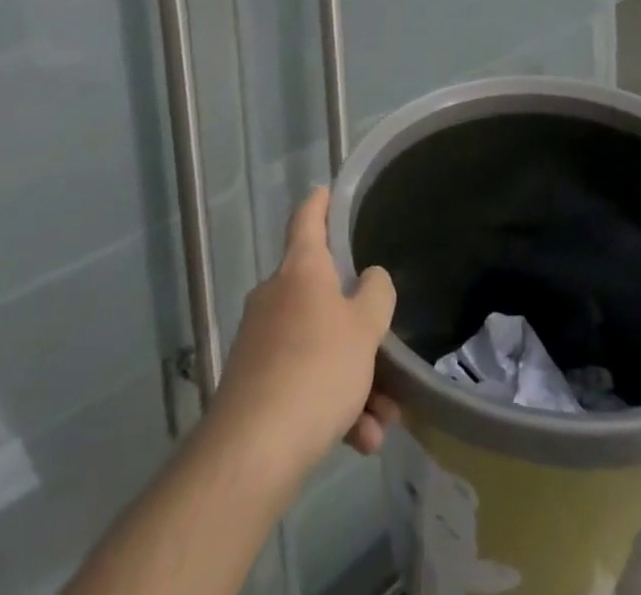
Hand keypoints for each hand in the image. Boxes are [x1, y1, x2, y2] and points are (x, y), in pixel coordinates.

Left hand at [206, 188, 398, 491]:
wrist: (253, 450)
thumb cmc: (317, 368)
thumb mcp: (365, 328)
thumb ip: (375, 294)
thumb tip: (369, 279)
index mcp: (301, 270)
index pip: (307, 219)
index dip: (319, 203)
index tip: (326, 190)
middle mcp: (276, 296)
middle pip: (322, 297)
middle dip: (358, 330)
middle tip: (386, 355)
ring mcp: (260, 341)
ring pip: (319, 348)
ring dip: (354, 380)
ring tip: (381, 420)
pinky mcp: (253, 385)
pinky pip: (303, 383)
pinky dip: (332, 406)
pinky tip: (358, 440)